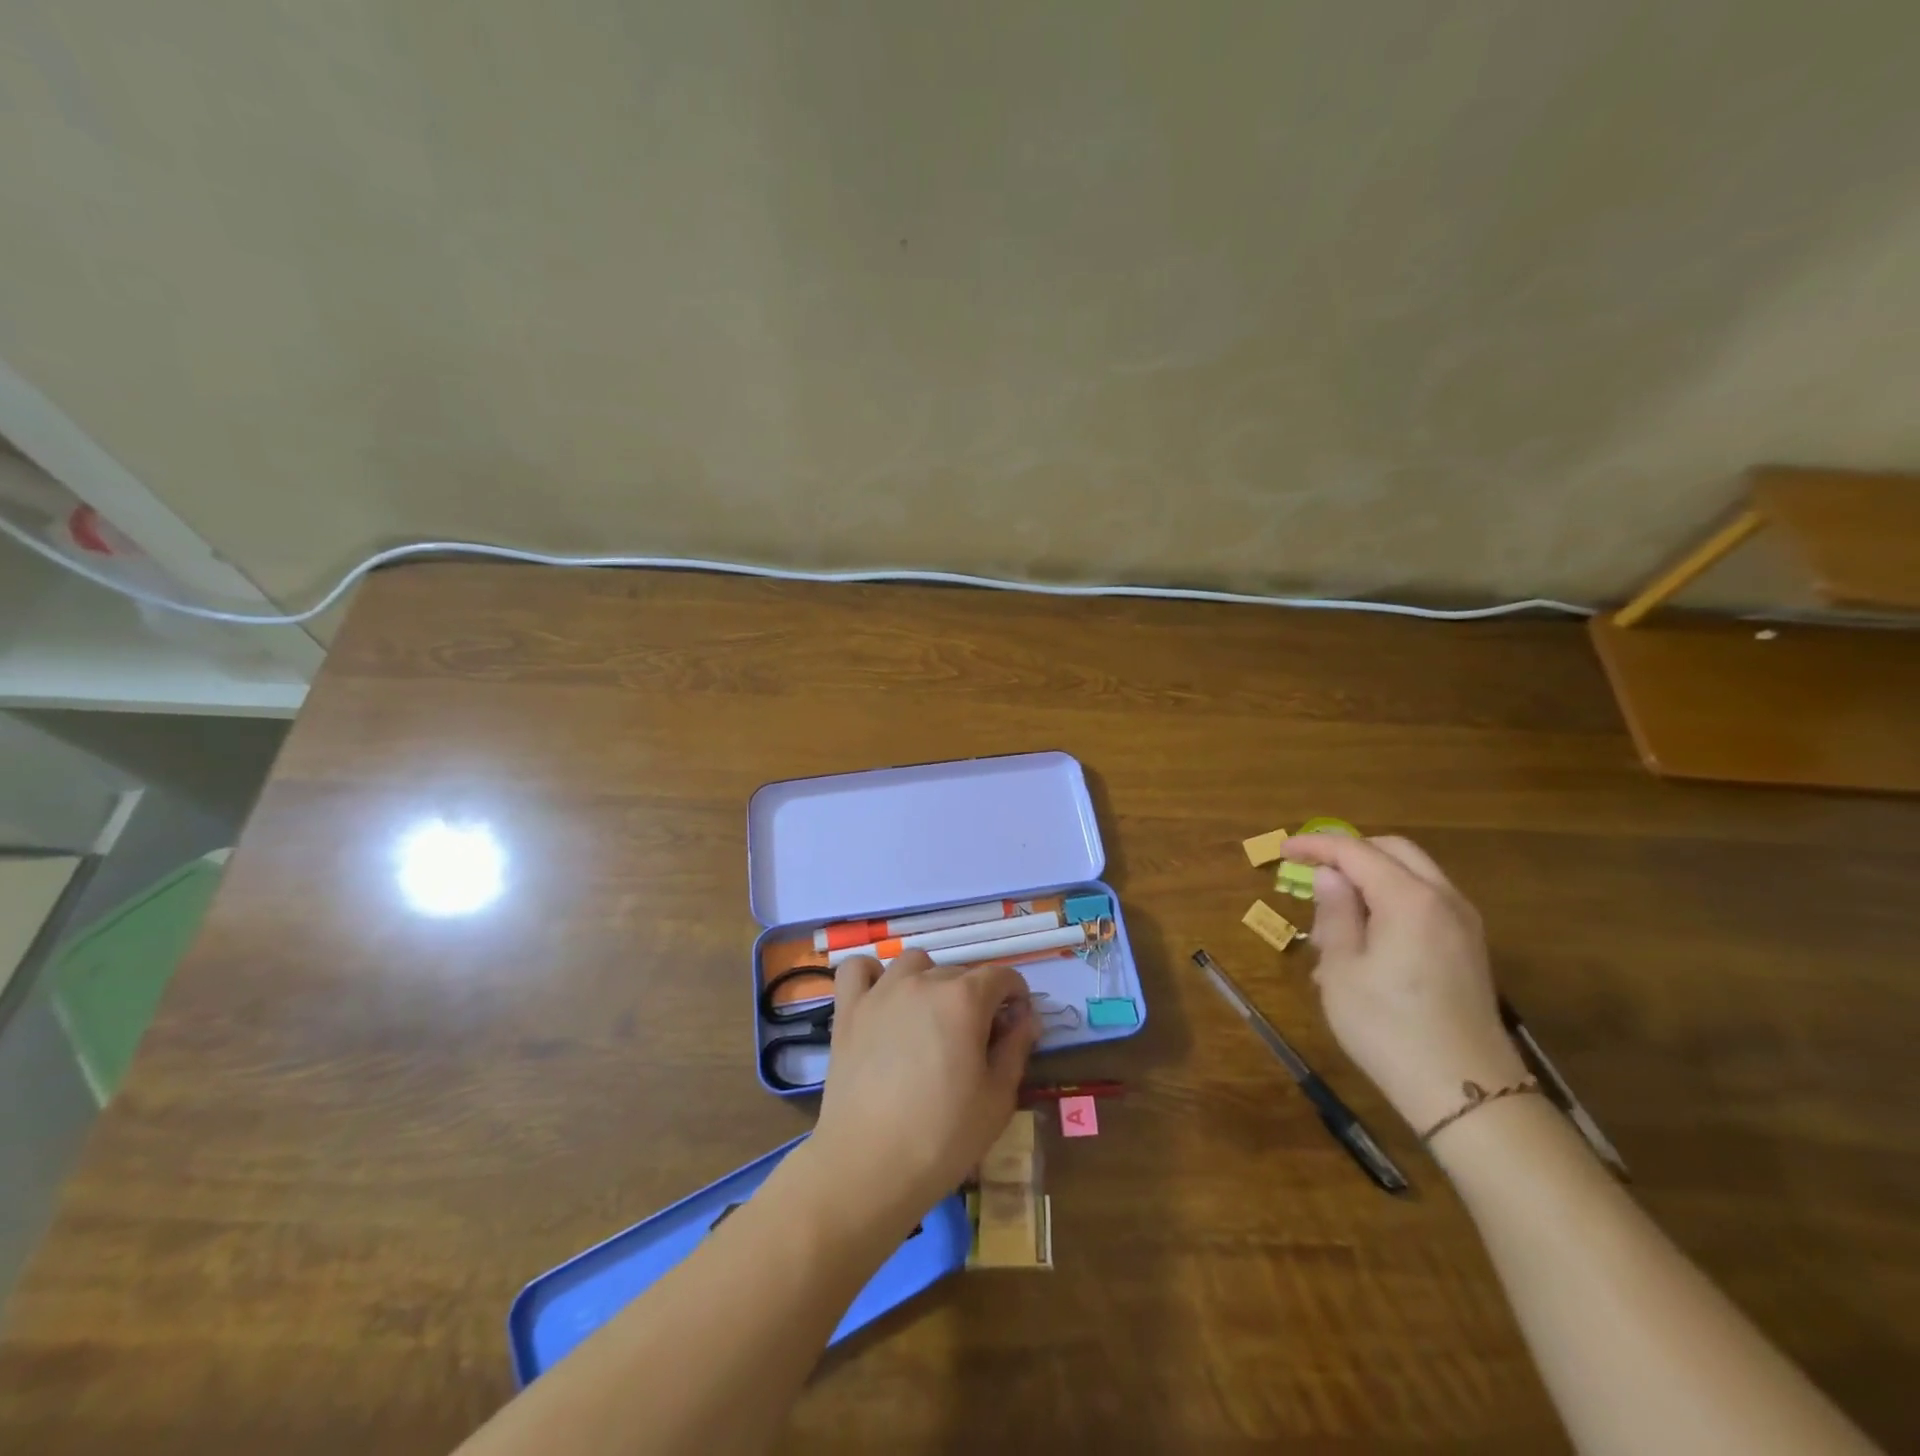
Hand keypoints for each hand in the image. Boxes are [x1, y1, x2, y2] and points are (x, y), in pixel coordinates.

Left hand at [806, 950, 1040, 1228]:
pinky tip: (882, 1000)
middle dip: (976, 997)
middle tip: (975, 1040)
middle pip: (959, 972)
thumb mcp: (998, 1098)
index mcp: (964, 999)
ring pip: (914, 963)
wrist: (867, 1166)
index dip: (1016, 997)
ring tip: (929, 1019)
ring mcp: (881, 992)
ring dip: (929, 981)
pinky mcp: (848, 1009)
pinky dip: (872, 976)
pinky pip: (858, 968)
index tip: (1015, 1026)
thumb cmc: (943, 1137)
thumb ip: (1016, 1048)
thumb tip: (1025, 1017)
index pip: (1002, 976)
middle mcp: (923, 982)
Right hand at [1277, 834, 1526, 1134]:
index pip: (1355, 852)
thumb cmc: (1388, 1028)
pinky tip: (1368, 932)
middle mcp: (1443, 899)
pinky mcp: (1469, 947)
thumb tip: (1329, 875)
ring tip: (1336, 908)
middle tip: (1312, 867)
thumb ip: (1335, 913)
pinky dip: (1393, 896)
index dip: (1316, 845)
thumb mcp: (1342, 969)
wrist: (1466, 1093)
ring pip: (1414, 873)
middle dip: (1350, 851)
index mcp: (1409, 899)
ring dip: (1372, 874)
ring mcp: (1463, 923)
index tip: (1283, 850)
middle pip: (1394, 850)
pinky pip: (1426, 900)